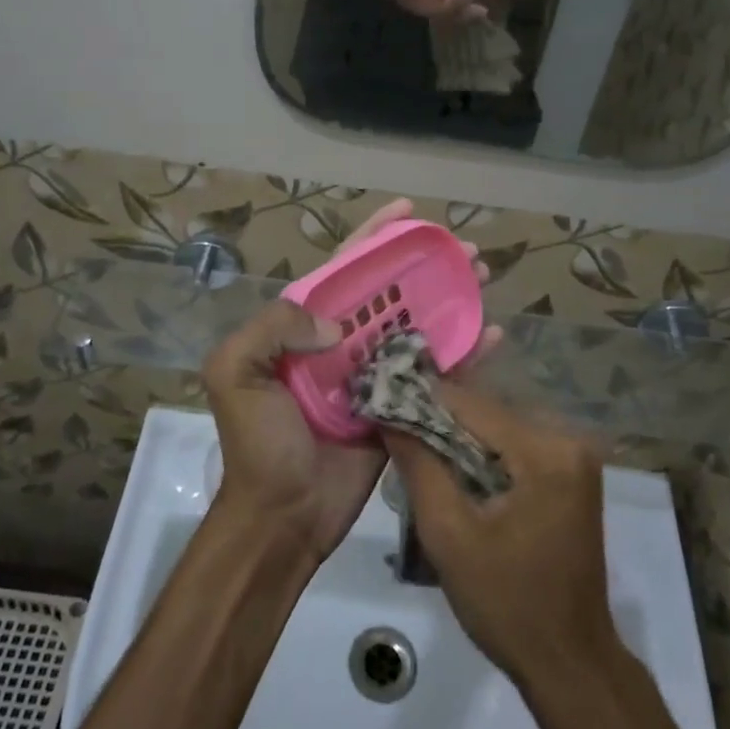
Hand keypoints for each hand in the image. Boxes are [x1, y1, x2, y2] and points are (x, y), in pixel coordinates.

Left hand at [200, 199, 498, 560]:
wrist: (283, 516)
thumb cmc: (259, 443)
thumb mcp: (235, 373)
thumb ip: (272, 327)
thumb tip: (337, 323)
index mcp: (304, 327)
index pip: (344, 269)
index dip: (374, 236)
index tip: (409, 212)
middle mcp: (343, 343)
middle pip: (391, 292)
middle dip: (426, 266)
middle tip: (466, 251)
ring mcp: (375, 374)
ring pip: (418, 324)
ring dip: (451, 300)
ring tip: (485, 277)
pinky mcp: (401, 407)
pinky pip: (436, 372)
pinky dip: (465, 353)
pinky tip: (493, 335)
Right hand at [381, 386, 621, 694]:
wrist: (570, 663)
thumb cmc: (507, 605)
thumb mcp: (448, 535)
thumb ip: (418, 465)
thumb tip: (388, 412)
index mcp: (545, 451)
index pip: (470, 404)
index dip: (419, 400)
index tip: (379, 402)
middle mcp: (567, 439)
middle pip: (486, 412)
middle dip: (437, 419)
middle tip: (392, 429)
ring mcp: (574, 455)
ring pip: (497, 427)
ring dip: (456, 436)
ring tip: (412, 446)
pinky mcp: (570, 473)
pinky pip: (514, 446)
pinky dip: (480, 453)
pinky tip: (450, 468)